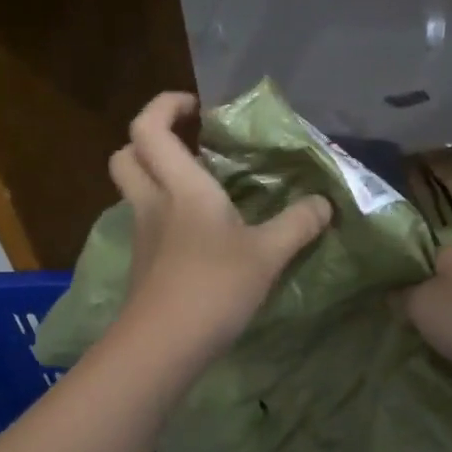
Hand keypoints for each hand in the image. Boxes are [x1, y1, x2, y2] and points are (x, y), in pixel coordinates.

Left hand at [109, 93, 332, 359]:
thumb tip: (324, 203)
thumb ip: (298, 225)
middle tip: (189, 143)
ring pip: (135, 190)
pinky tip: (201, 235)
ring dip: (157, 177)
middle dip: (150, 139)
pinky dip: (166, 214)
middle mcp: (154, 203)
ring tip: (202, 188)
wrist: (163, 346)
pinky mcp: (144, 265)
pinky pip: (148, 223)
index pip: (149, 127)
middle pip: (126, 154)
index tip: (197, 107)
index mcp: (181, 187)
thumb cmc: (214, 287)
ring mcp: (143, 236)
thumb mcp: (267, 254)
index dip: (165, 105)